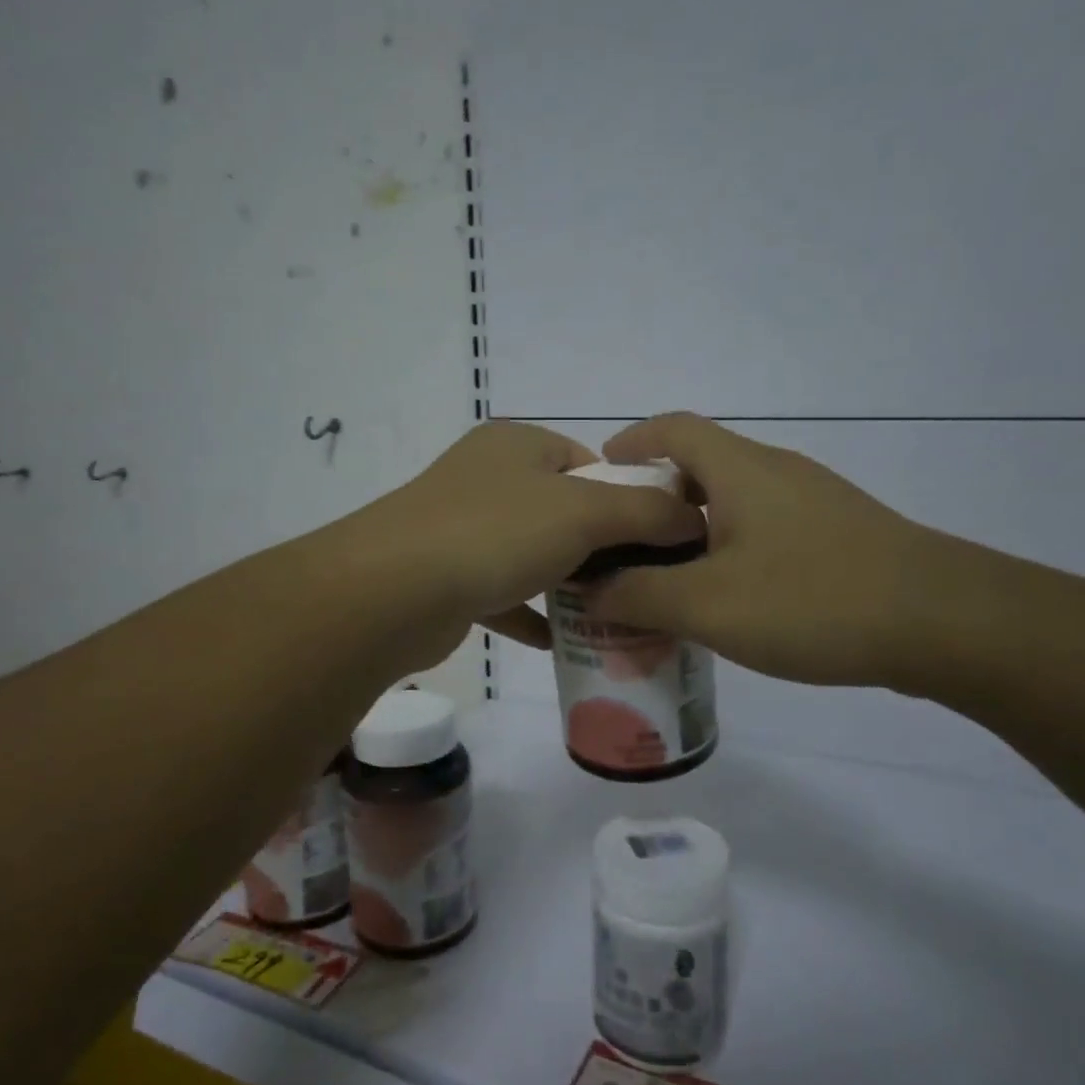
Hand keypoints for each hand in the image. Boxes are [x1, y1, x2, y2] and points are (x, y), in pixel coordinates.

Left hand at [335, 421, 705, 664]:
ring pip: (530, 552)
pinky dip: (528, 612)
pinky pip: (501, 592)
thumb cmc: (495, 534)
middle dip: (599, 546)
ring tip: (610, 612)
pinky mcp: (445, 575)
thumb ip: (647, 512)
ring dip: (565, 582)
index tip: (654, 541)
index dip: (627, 496)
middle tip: (637, 583)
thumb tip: (693, 519)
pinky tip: (558, 640)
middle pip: (561, 508)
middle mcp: (486, 477)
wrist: (391, 593)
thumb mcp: (585, 513)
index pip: (589, 461)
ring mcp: (459, 526)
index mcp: (516, 444)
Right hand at [588, 414, 944, 685]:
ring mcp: (814, 503)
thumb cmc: (813, 599)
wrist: (945, 623)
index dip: (632, 441)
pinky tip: (730, 600)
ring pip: (736, 503)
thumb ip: (639, 596)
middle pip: (703, 465)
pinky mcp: (839, 537)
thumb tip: (589, 589)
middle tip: (624, 545)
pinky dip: (731, 552)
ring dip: (694, 531)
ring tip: (666, 579)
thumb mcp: (708, 605)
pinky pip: (766, 531)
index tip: (602, 476)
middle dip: (656, 498)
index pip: (674, 428)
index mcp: (741, 470)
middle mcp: (777, 473)